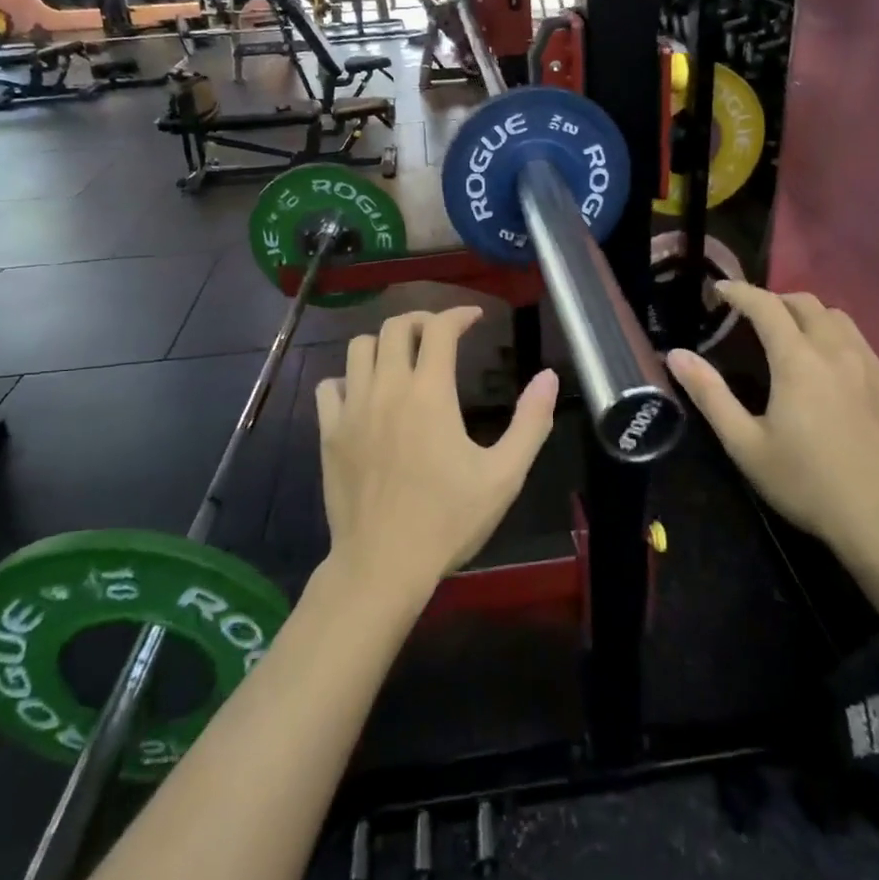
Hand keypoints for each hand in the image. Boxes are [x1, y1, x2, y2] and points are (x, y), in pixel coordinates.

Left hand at [316, 306, 557, 598]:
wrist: (383, 565)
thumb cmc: (448, 520)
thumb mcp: (504, 475)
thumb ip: (531, 422)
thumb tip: (549, 377)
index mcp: (429, 394)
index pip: (439, 329)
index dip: (458, 314)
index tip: (474, 318)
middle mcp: (386, 390)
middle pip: (394, 327)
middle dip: (421, 320)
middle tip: (441, 334)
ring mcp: (352, 410)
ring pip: (358, 348)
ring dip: (384, 343)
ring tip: (403, 358)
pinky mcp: (329, 433)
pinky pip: (330, 385)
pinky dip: (348, 378)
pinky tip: (365, 395)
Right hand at [666, 284, 878, 555]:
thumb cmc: (805, 482)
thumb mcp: (745, 443)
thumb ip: (710, 395)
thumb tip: (677, 355)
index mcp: (798, 361)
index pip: (767, 307)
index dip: (741, 292)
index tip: (720, 290)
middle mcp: (837, 351)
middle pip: (806, 304)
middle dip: (774, 300)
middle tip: (751, 316)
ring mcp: (871, 365)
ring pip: (838, 318)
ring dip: (808, 315)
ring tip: (790, 334)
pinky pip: (860, 342)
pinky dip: (835, 337)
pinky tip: (828, 367)